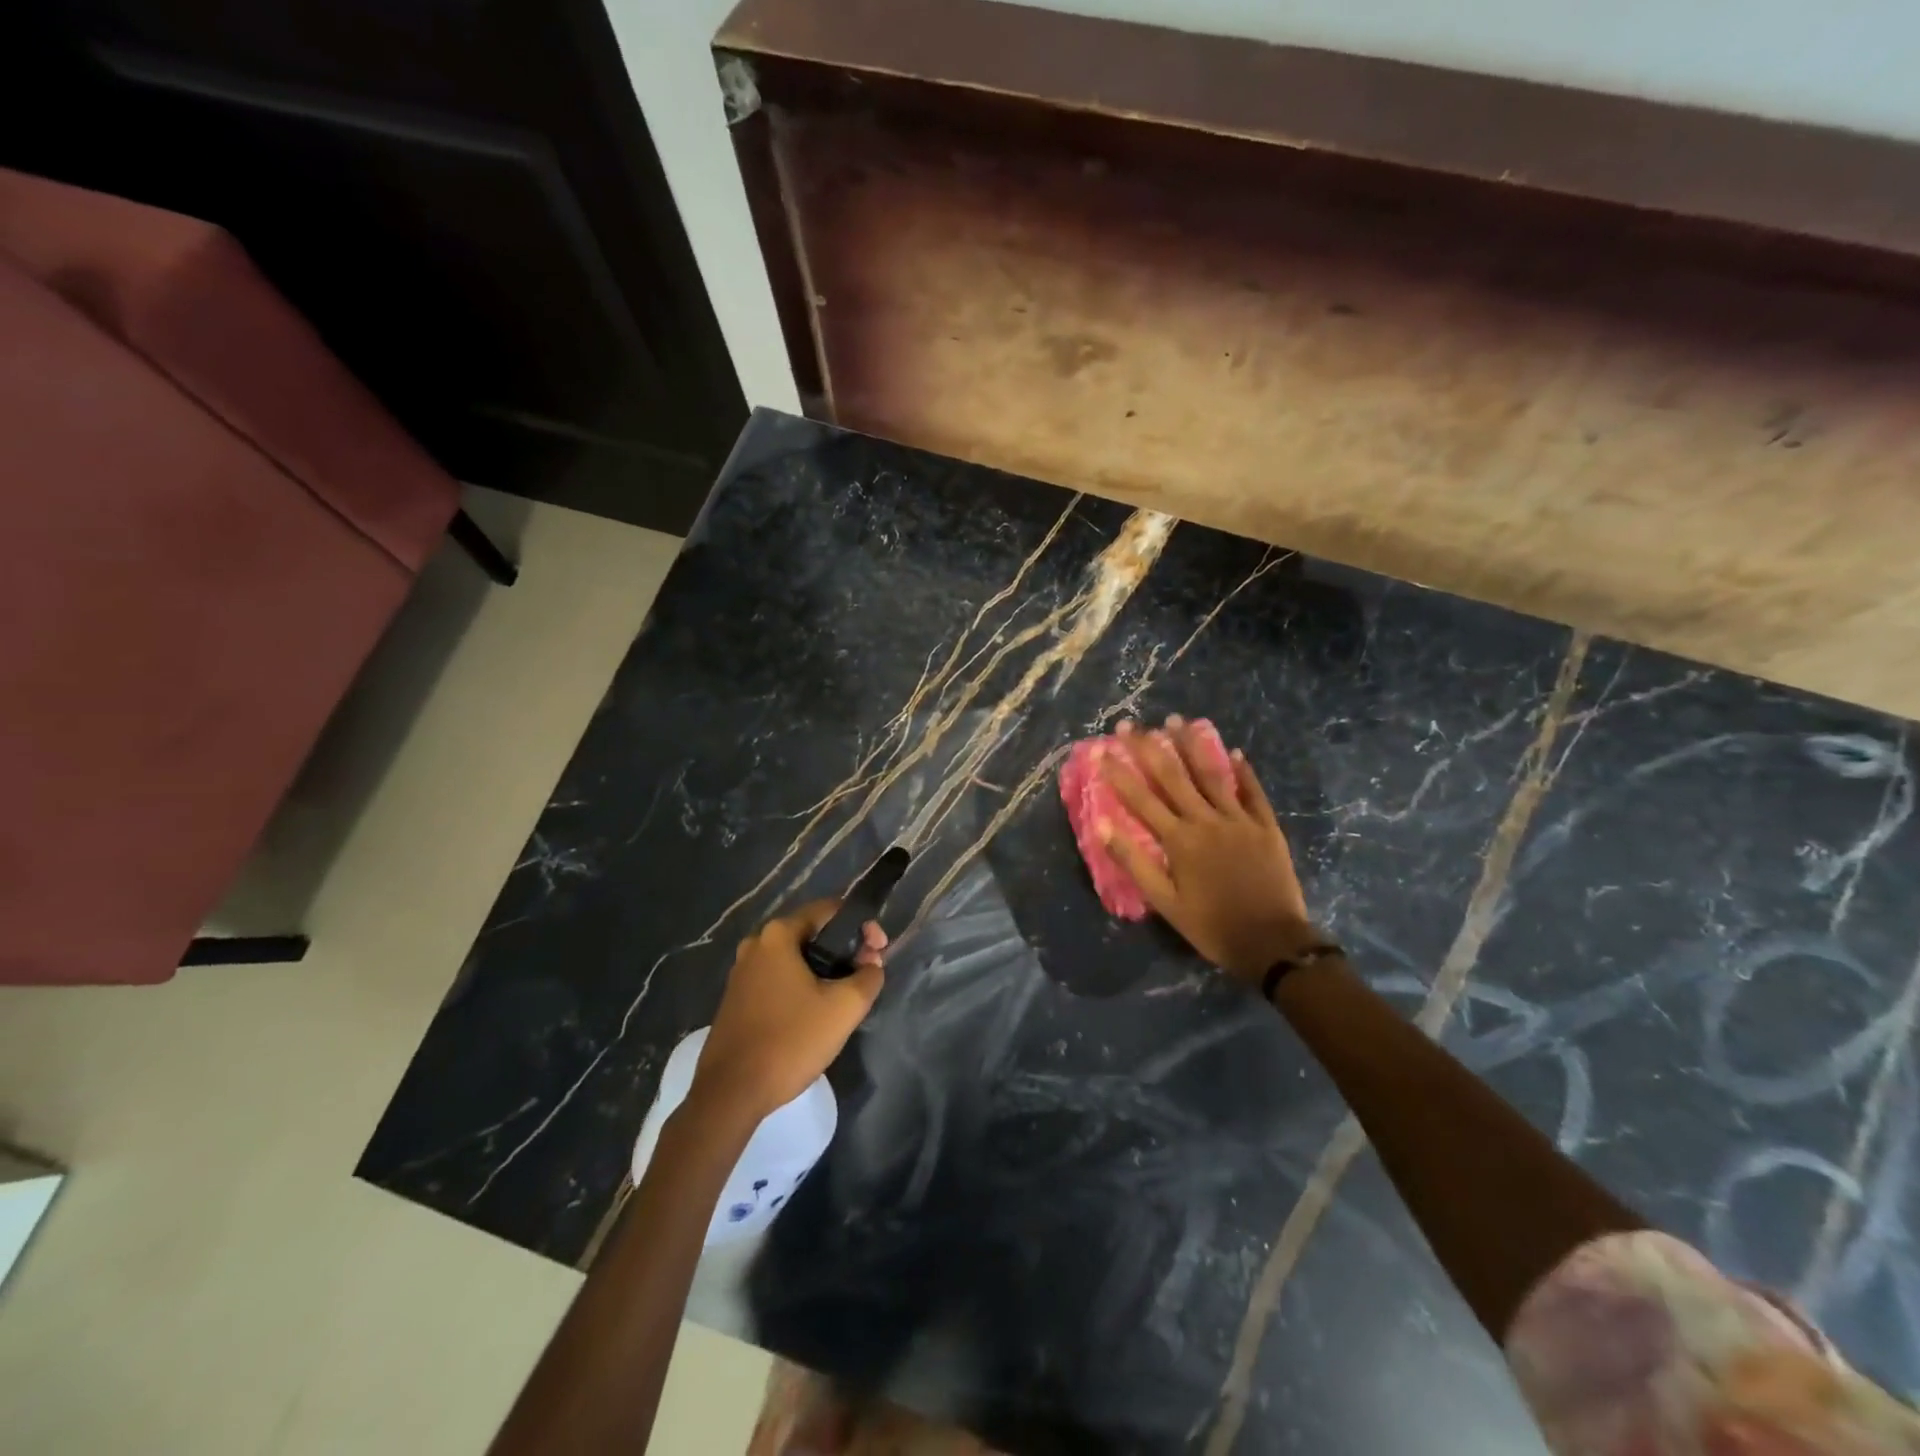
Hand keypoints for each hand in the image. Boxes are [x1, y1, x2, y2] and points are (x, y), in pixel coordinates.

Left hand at [690, 900, 886, 1121]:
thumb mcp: (844, 1008)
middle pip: (812, 933)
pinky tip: (817, 1011)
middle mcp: (756, 944)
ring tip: (847, 995)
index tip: (880, 952)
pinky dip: (803, 984)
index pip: (830, 911)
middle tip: (868, 973)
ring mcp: (742, 972)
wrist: (730, 1093)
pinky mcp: (737, 998)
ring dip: (825, 969)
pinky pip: (779, 978)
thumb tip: (872, 966)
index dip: (862, 927)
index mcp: (778, 935)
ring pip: (796, 958)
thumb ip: (869, 977)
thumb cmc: (790, 1041)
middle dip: (845, 949)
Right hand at [1100, 717, 1314, 982]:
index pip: (1141, 799)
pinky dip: (1243, 771)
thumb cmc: (1211, 926)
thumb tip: (1103, 827)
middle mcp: (1207, 821)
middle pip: (1173, 777)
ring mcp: (1239, 820)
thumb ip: (1134, 862)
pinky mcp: (1266, 827)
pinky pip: (1253, 793)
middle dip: (1149, 748)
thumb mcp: (1165, 902)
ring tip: (1176, 720)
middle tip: (1130, 724)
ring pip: (1212, 775)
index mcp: (1179, 840)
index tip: (1100, 749)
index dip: (1119, 773)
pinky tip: (1234, 752)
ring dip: (1192, 746)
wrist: (1272, 943)